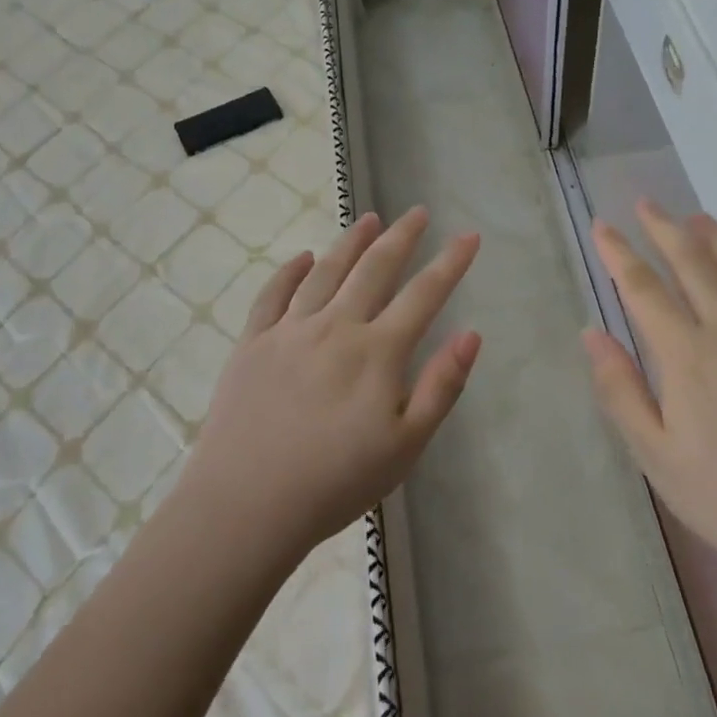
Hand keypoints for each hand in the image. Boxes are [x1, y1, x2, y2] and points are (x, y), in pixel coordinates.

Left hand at [179, 206, 481, 559]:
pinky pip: (273, 295)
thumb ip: (442, 386)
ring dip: (350, 242)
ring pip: (325, 272)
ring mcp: (289, 331)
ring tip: (367, 220)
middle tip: (417, 212)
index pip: (424, 294)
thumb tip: (471, 334)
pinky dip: (290, 271)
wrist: (246, 505)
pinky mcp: (252, 344)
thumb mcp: (406, 446)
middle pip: (374, 269)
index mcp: (377, 352)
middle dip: (401, 237)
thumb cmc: (336, 483)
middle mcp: (335, 327)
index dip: (450, 262)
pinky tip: (302, 258)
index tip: (469, 235)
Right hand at [583, 201, 716, 612]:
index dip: (619, 253)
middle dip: (666, 229)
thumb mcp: (656, 455)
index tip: (602, 226)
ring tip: (701, 220)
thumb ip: (621, 390)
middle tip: (648, 205)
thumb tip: (593, 334)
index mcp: (688, 354)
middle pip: (695, 263)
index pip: (643, 288)